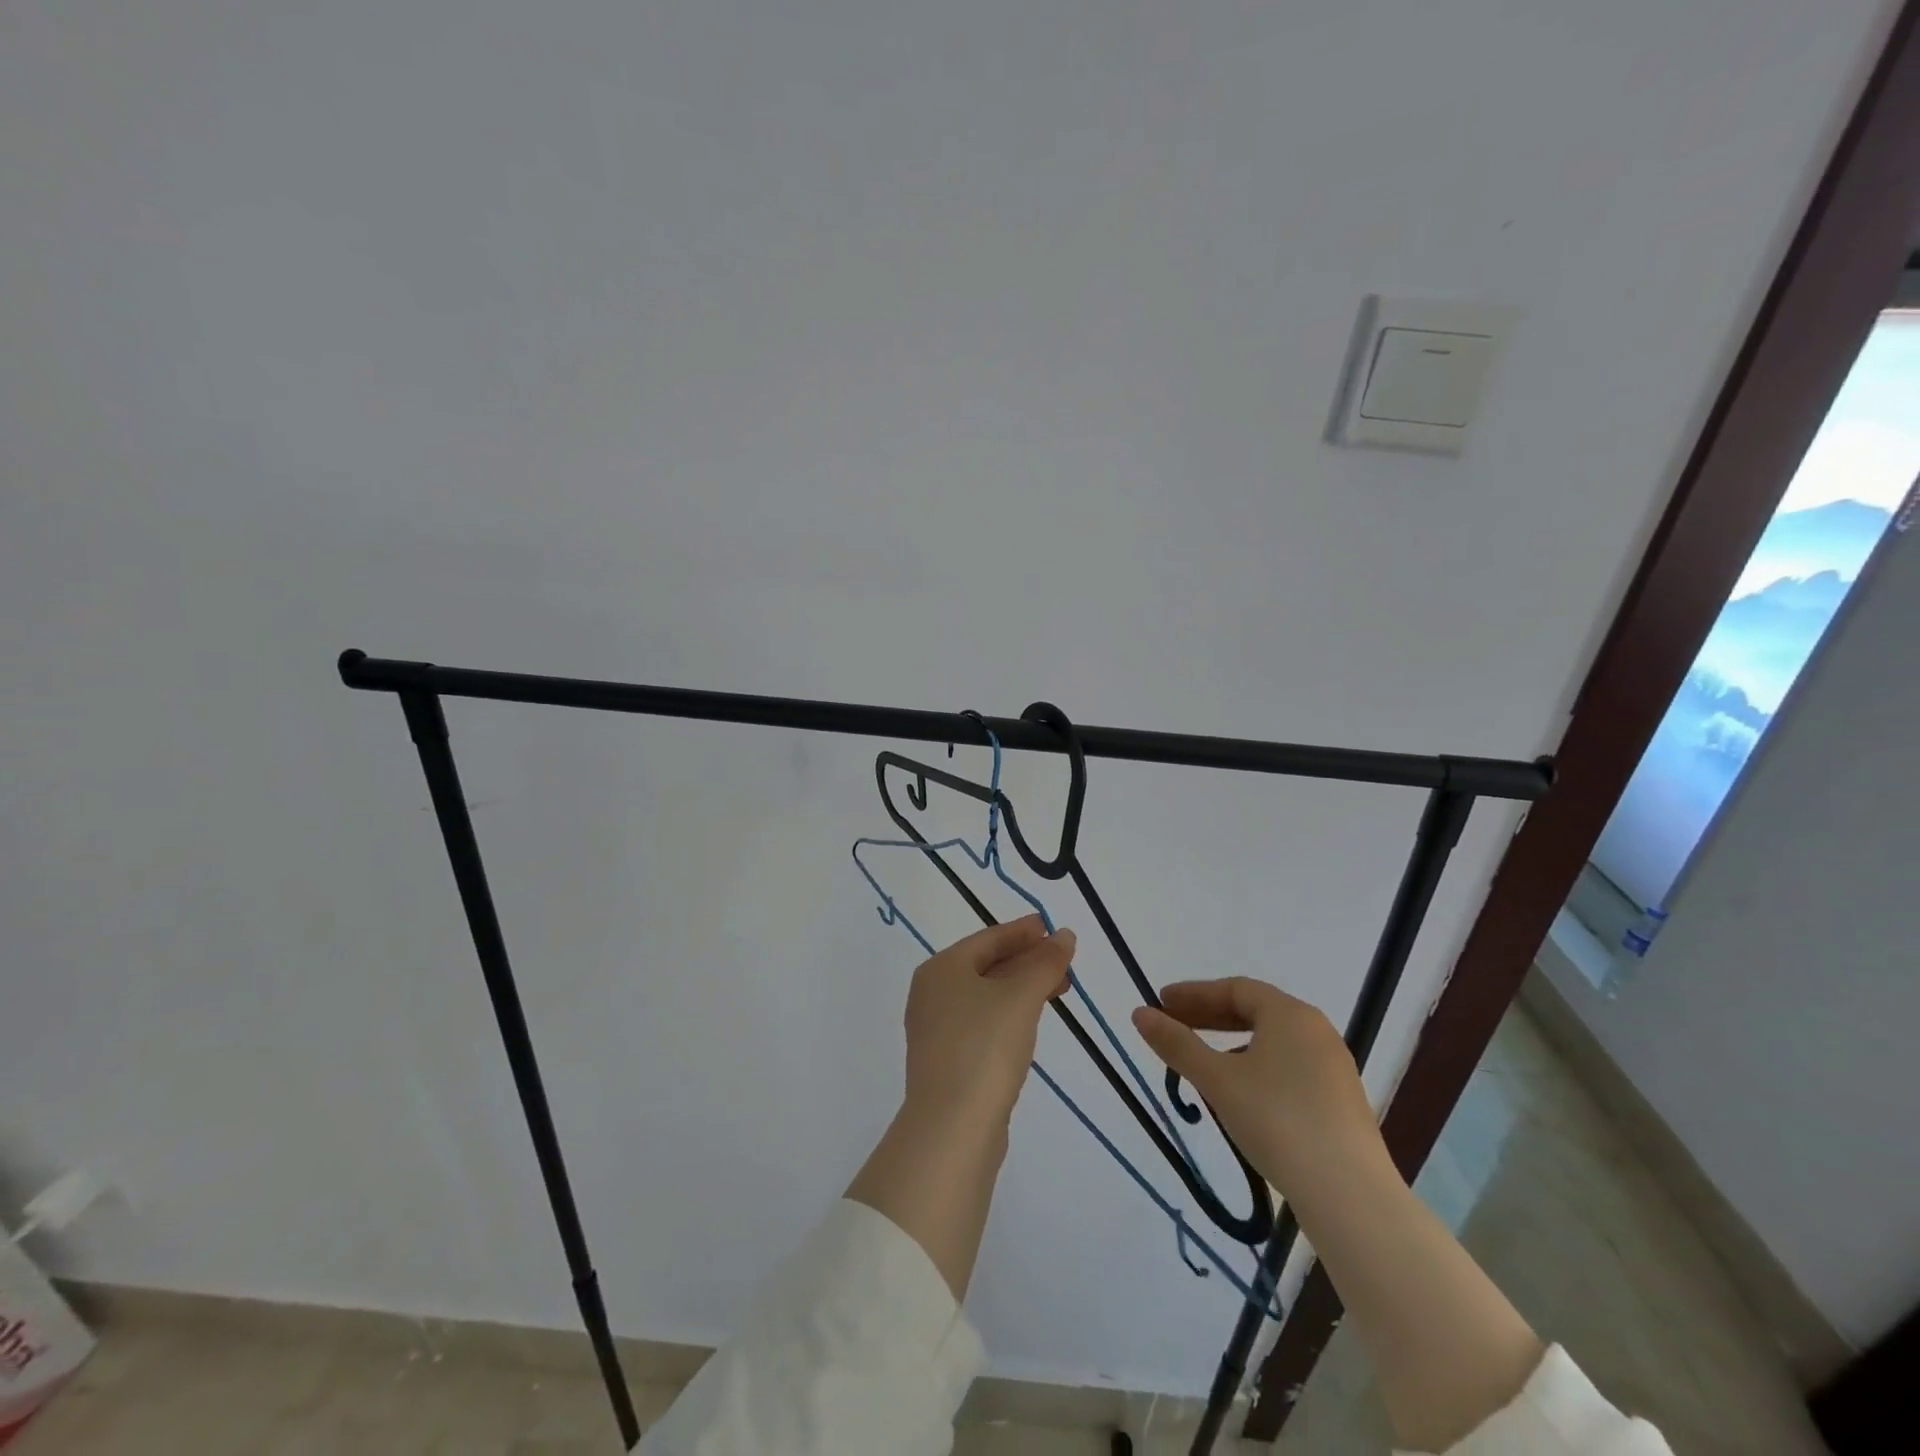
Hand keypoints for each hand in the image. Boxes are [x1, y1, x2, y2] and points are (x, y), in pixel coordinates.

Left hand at [902, 915, 1075, 1126]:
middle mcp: (932, 992)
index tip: (1053, 928)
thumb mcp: (1021, 997)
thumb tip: (1064, 935)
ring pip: (986, 995)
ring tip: (1059, 989)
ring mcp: (936, 1028)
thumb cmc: (984, 1047)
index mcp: (942, 968)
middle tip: (1064, 961)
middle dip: (1027, 961)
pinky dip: (1009, 1014)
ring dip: (1022, 988)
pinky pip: (983, 1022)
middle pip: (986, 965)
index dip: (1024, 931)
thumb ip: (1044, 962)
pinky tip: (1031, 1022)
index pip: (988, 938)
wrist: (952, 1127)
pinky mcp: (947, 1059)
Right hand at [1131, 977, 1382, 1197]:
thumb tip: (1139, 1013)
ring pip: (1271, 1041)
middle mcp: (1316, 1031)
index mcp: (1290, 1014)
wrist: (1350, 1196)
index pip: (1234, 988)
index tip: (1161, 1003)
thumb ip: (1177, 1044)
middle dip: (1209, 1016)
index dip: (1193, 993)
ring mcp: (1333, 1067)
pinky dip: (1255, 1066)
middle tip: (1173, 1026)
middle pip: (1254, 1011)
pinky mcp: (1340, 1101)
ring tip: (1200, 1065)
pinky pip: (1288, 1066)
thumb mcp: (1217, 1080)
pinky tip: (1239, 1095)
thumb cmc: (1277, 1121)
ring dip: (1230, 1044)